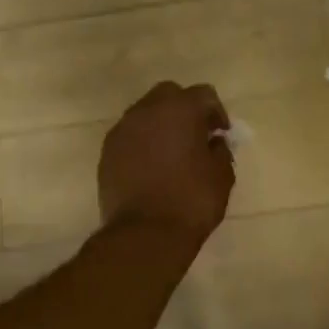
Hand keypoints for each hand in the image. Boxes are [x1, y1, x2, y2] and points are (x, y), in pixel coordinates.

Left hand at [98, 82, 235, 250]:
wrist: (145, 234)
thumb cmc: (191, 201)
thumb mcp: (222, 176)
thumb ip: (220, 150)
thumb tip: (214, 142)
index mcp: (180, 109)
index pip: (203, 94)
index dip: (216, 112)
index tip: (221, 134)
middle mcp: (147, 110)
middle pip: (168, 95)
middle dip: (184, 109)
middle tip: (195, 135)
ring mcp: (122, 130)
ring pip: (144, 113)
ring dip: (160, 125)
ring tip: (171, 153)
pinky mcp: (107, 152)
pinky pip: (129, 136)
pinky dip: (142, 143)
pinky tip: (151, 167)